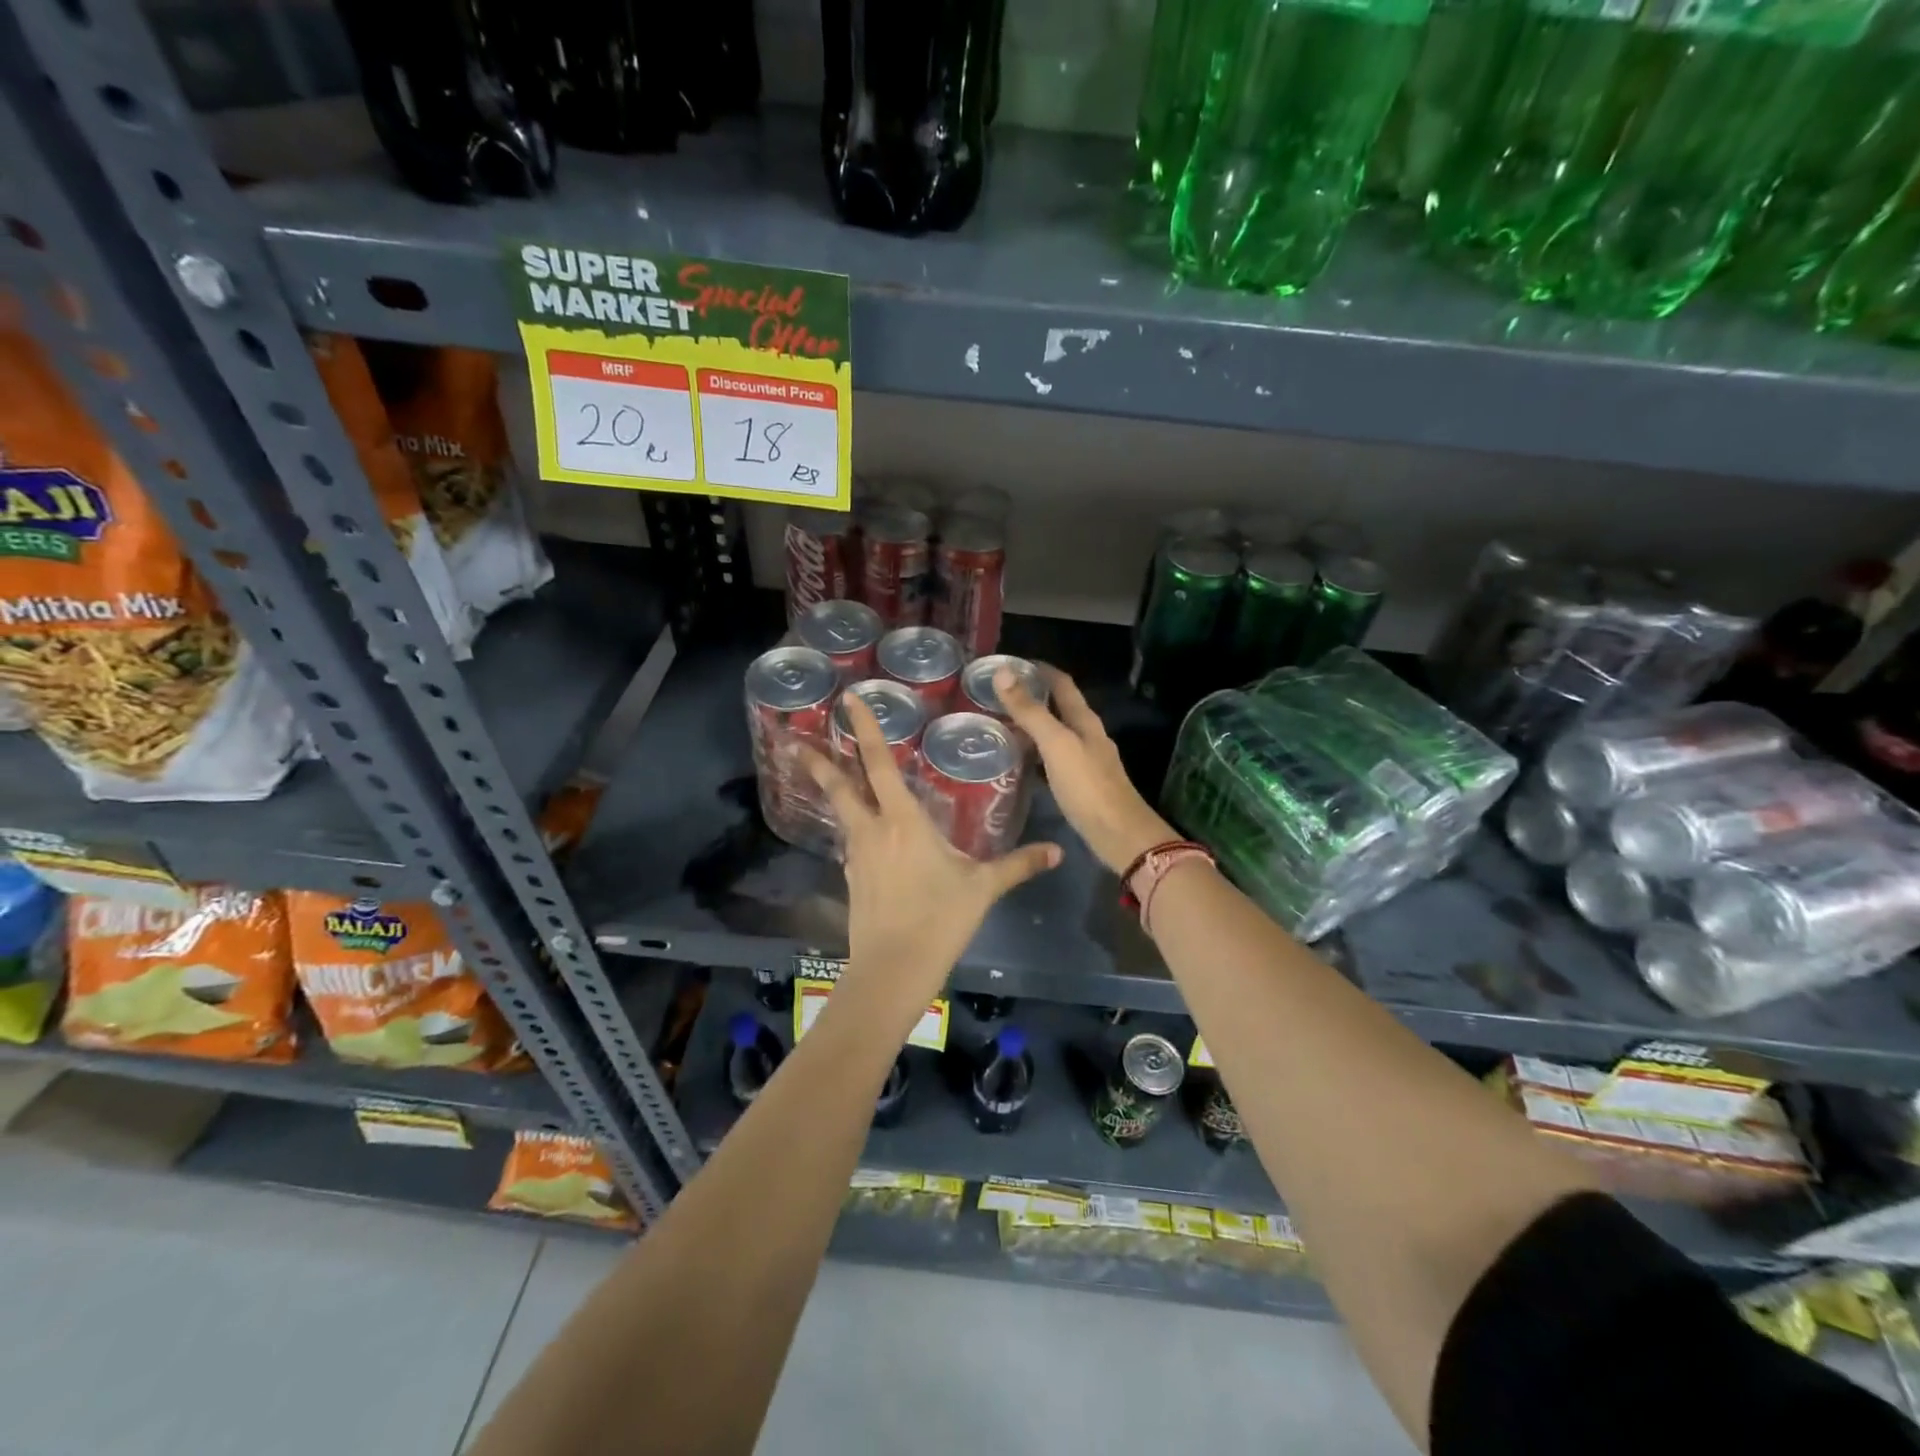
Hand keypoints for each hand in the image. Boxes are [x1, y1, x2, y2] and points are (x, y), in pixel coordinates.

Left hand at [803, 693, 1060, 1005]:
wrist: (893, 970)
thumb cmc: (939, 920)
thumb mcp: (983, 888)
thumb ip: (1019, 865)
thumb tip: (1058, 852)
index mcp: (903, 822)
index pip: (880, 765)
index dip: (865, 730)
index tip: (848, 701)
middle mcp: (873, 831)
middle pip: (840, 787)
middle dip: (818, 761)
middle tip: (795, 740)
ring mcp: (857, 857)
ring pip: (842, 814)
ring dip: (831, 792)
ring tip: (822, 775)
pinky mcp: (852, 880)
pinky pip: (850, 843)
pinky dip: (850, 828)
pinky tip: (859, 833)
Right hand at [994, 666, 1176, 874]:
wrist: (1119, 835)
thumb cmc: (1088, 786)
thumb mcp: (1056, 744)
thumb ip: (1030, 711)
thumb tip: (1003, 672)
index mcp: (1085, 720)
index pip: (1062, 683)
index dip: (1039, 670)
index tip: (1010, 664)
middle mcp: (1088, 735)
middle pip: (1059, 707)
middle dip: (1032, 697)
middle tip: (997, 695)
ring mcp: (1086, 761)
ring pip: (1056, 733)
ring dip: (1033, 725)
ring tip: (1001, 724)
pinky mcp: (1081, 784)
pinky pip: (1053, 759)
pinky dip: (1035, 753)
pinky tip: (1019, 761)